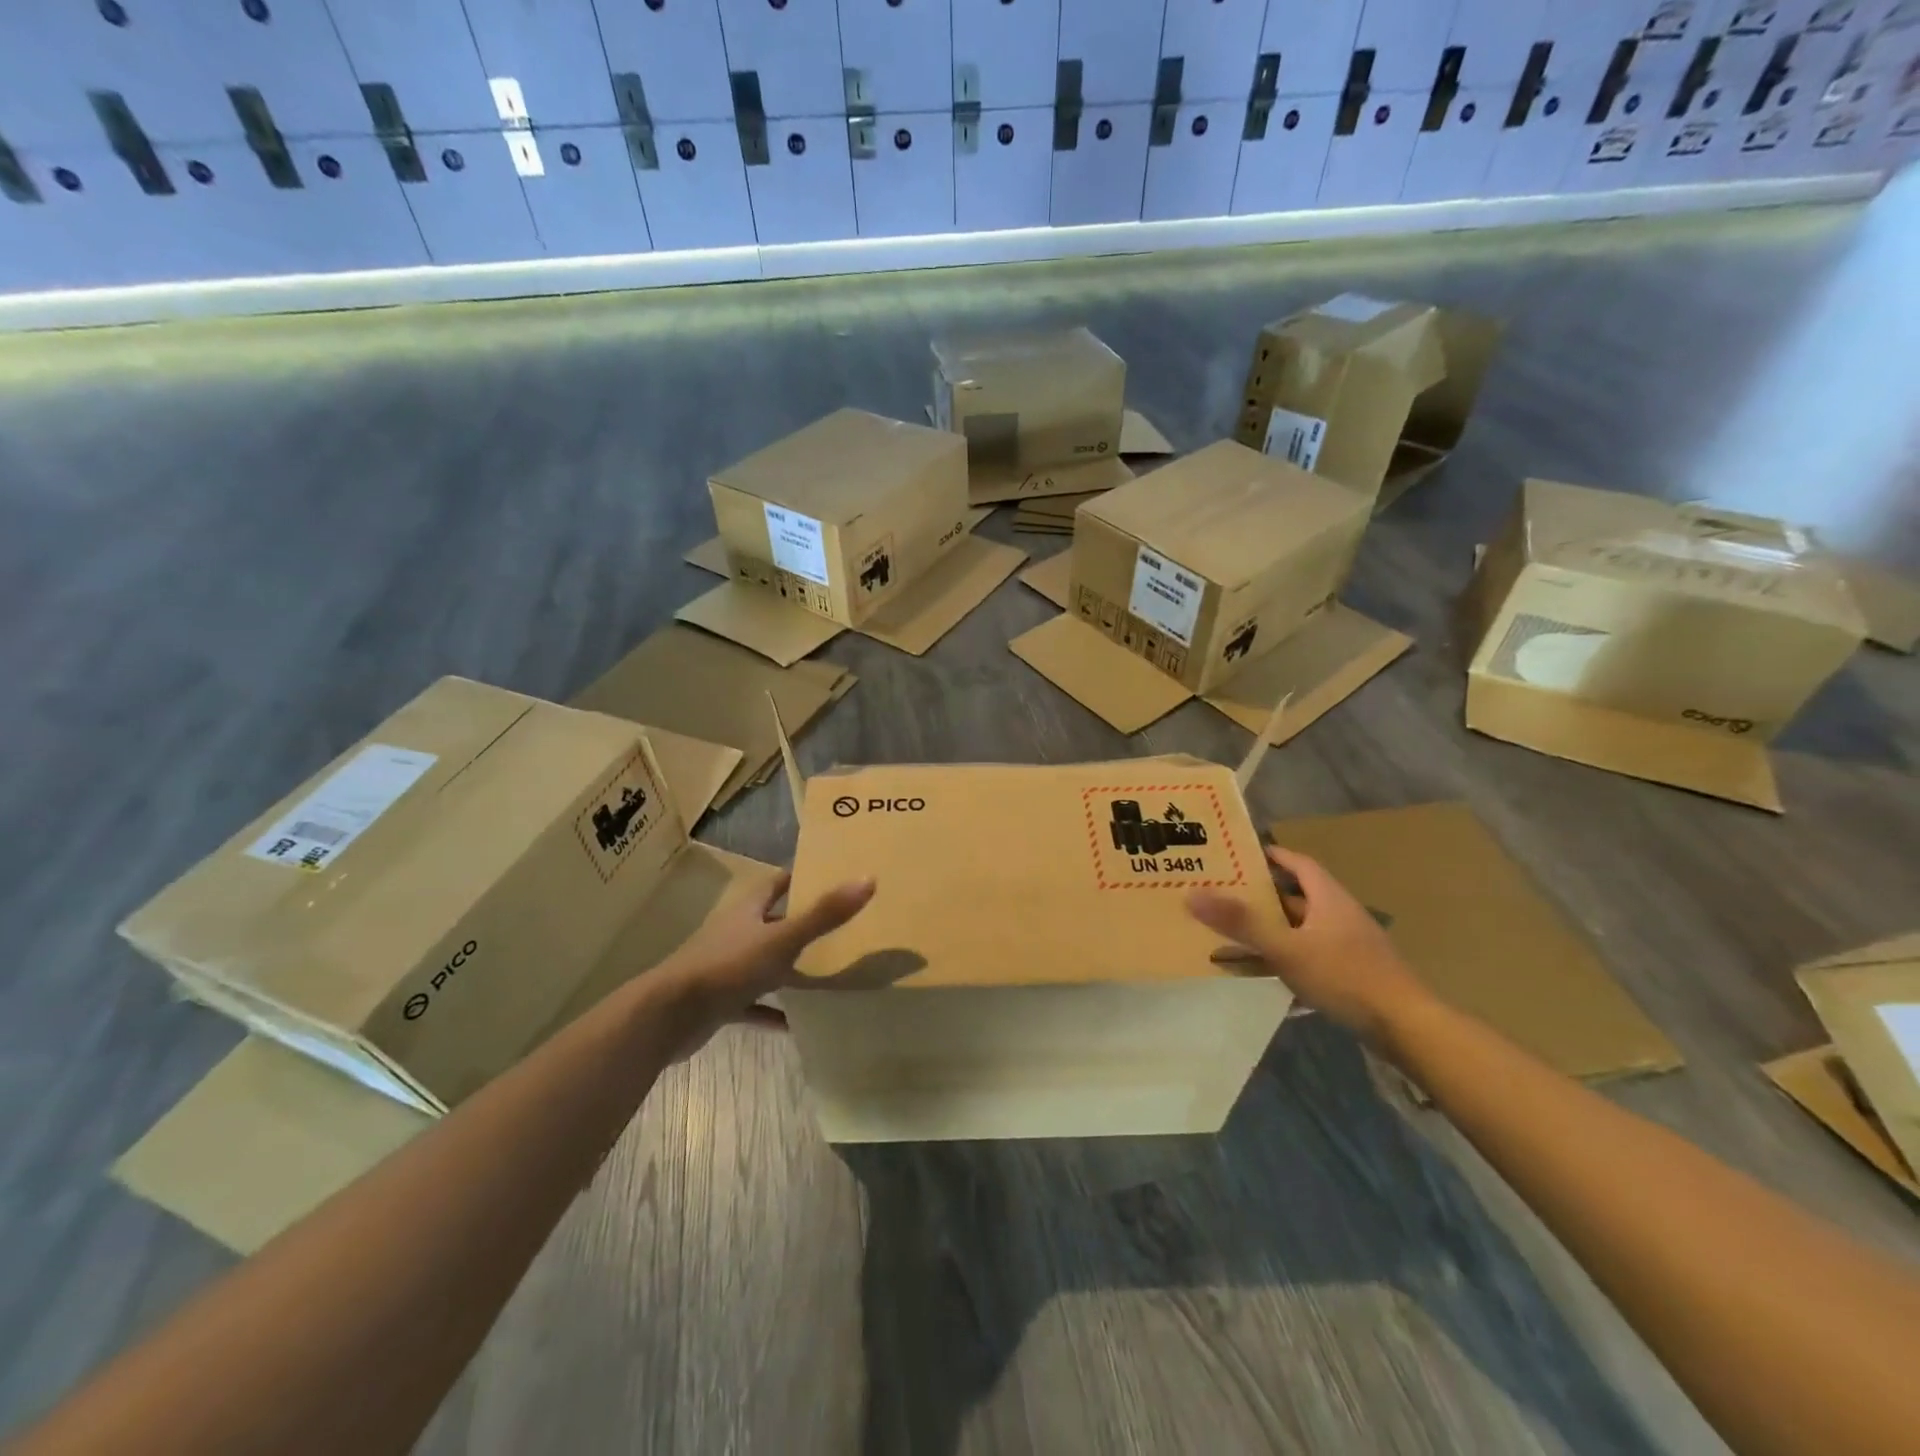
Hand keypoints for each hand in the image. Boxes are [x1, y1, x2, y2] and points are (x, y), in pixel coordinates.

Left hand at [655, 871, 875, 1057]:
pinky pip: (753, 1005)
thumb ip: (824, 914)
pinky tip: (795, 1025)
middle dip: (800, 925)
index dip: (799, 878)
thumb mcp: (782, 939)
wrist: (668, 1016)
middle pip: (771, 923)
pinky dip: (772, 1012)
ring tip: (824, 976)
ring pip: (763, 964)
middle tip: (838, 929)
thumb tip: (868, 878)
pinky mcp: (719, 1002)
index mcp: (747, 911)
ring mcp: (725, 969)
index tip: (828, 878)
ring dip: (787, 970)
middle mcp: (735, 934)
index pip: (775, 884)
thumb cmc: (727, 967)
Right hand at [1187, 845, 1431, 1043]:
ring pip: (1298, 930)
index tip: (1241, 854)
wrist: (1407, 1028)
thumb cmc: (1346, 976)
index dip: (1272, 856)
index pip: (1298, 863)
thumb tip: (1192, 894)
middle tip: (1224, 893)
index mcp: (1328, 898)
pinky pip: (1306, 956)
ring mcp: (1346, 946)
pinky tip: (1260, 972)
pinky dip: (1282, 959)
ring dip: (1269, 930)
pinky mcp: (1349, 974)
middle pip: (1296, 897)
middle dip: (1261, 896)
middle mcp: (1338, 916)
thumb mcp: (1287, 948)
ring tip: (1231, 932)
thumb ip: (1241, 923)